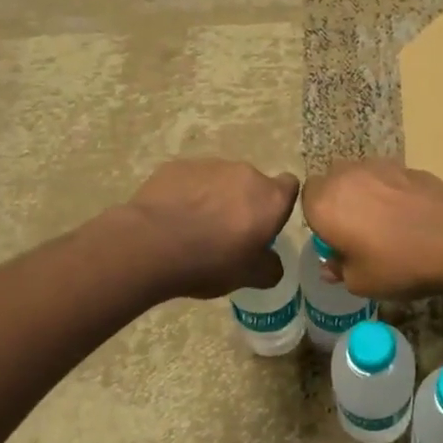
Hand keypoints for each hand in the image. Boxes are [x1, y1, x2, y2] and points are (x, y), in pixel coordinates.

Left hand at [123, 159, 298, 300]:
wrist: (152, 245)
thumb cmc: (210, 261)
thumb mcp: (248, 277)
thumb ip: (269, 268)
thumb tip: (272, 263)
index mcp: (269, 198)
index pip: (289, 186)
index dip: (279, 204)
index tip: (265, 224)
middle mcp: (245, 173)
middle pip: (252, 184)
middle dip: (244, 203)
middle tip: (227, 232)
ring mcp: (210, 165)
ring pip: (220, 179)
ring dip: (214, 197)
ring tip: (194, 226)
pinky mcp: (178, 166)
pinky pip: (190, 179)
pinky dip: (187, 194)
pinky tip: (172, 216)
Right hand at [301, 159, 442, 299]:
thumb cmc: (396, 263)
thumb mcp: (360, 282)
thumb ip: (339, 269)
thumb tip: (332, 264)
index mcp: (324, 203)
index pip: (305, 199)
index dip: (319, 218)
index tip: (334, 239)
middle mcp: (346, 176)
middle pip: (332, 182)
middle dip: (340, 201)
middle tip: (357, 231)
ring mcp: (378, 166)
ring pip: (360, 176)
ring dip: (365, 193)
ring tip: (385, 222)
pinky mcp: (406, 166)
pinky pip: (387, 178)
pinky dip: (391, 191)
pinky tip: (409, 215)